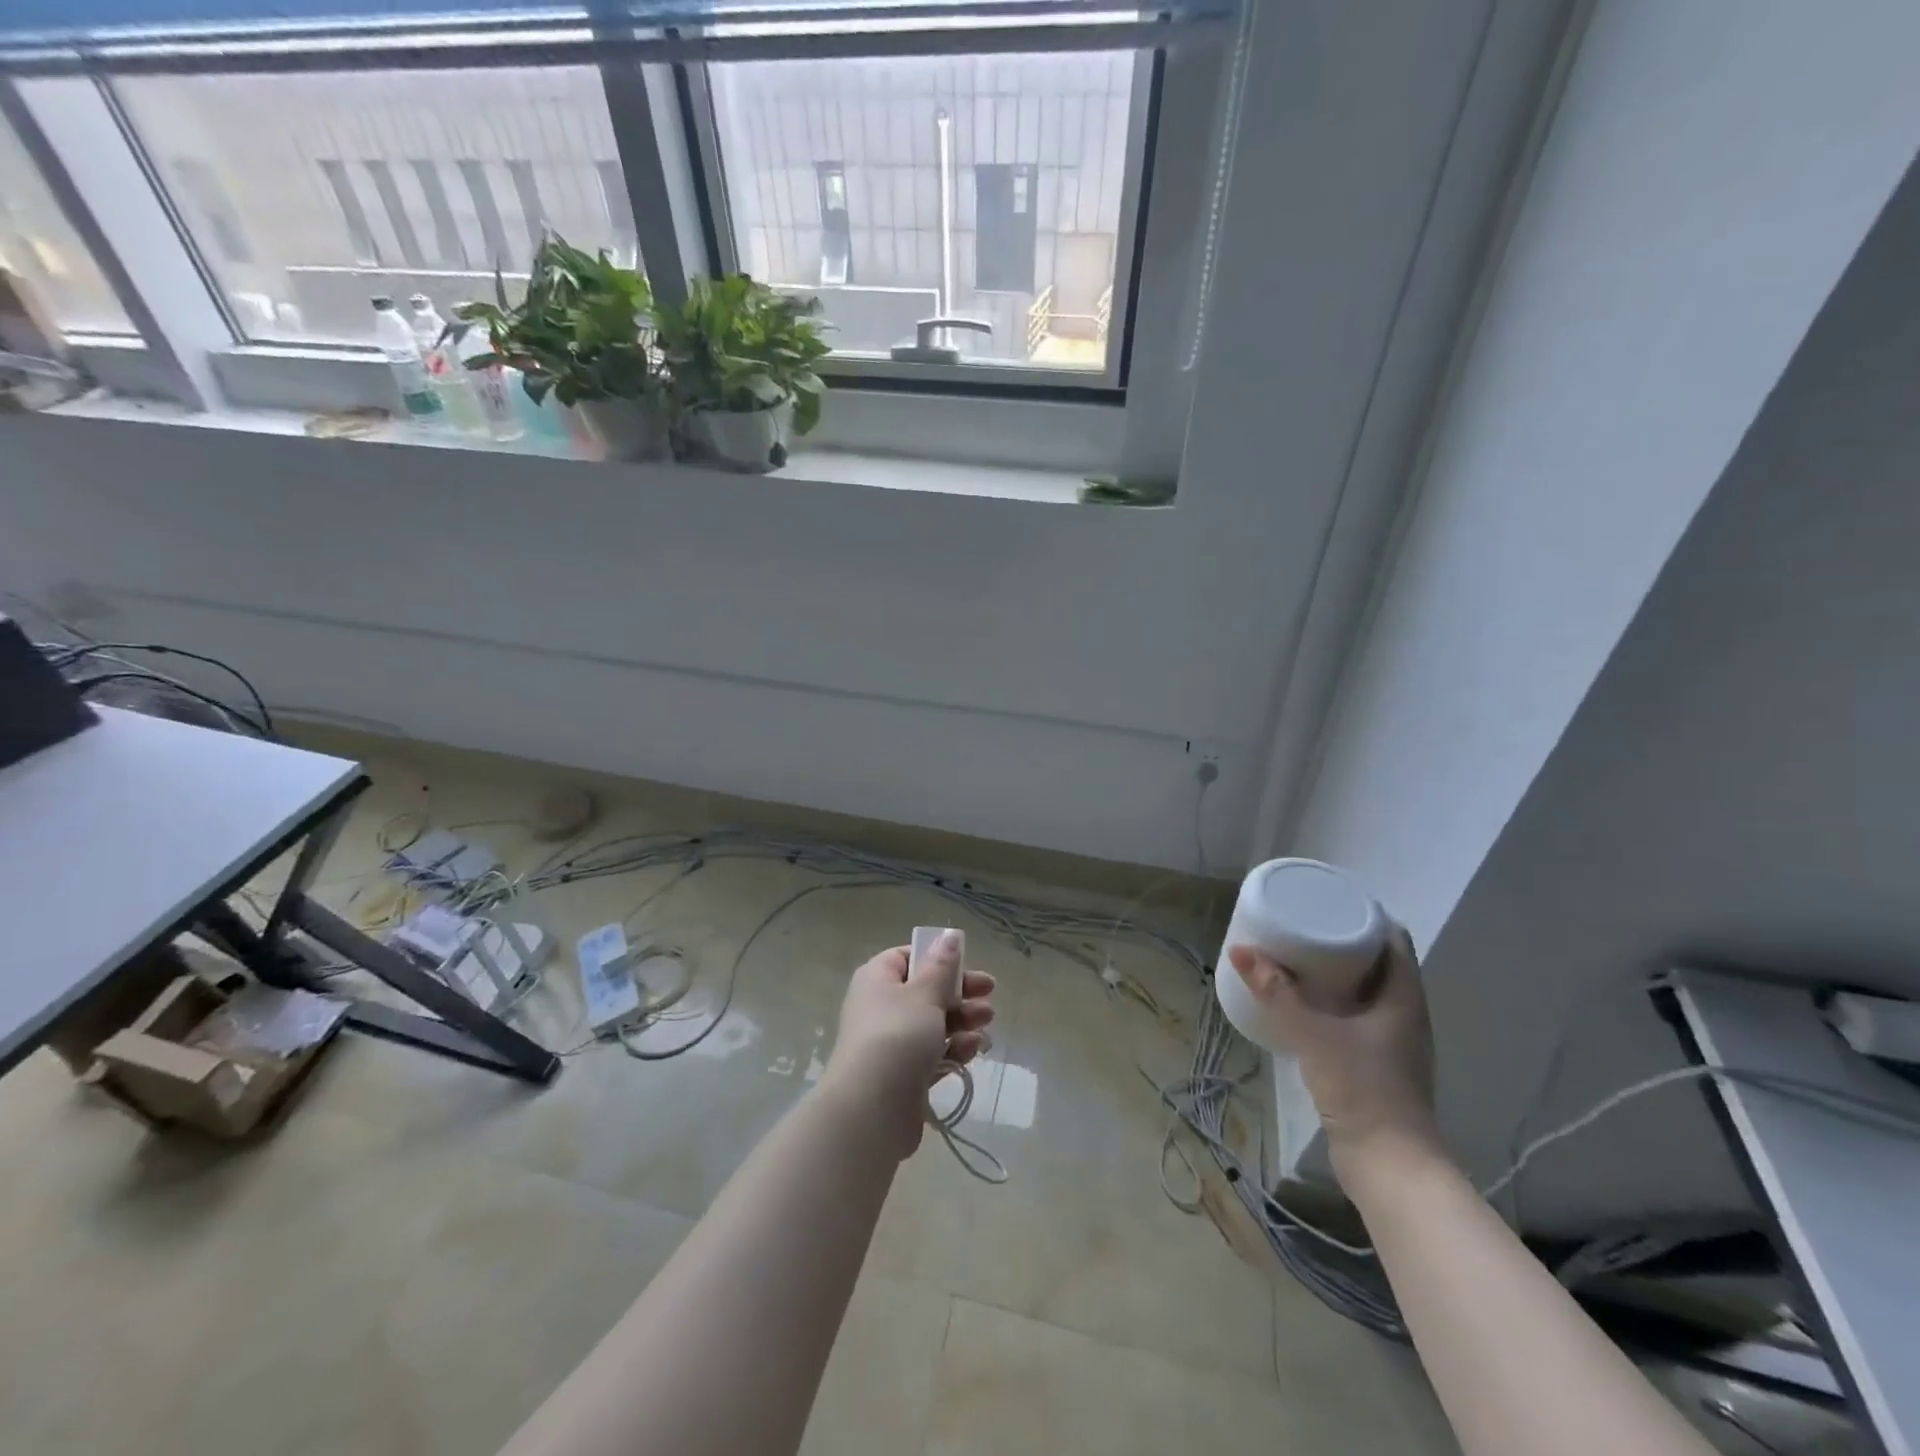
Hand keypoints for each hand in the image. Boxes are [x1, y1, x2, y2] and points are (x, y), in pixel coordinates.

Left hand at [822, 932, 995, 1159]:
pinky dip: (954, 1049)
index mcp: (877, 979)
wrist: (871, 1109)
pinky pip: (933, 1053)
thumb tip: (949, 935)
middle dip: (960, 993)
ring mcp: (891, 1043)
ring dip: (962, 1021)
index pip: (907, 958)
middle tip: (989, 995)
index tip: (965, 966)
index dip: (937, 960)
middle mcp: (881, 1007)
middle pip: (925, 991)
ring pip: (933, 1024)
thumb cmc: (898, 1036)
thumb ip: (942, 967)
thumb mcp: (925, 994)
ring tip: (986, 1024)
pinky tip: (975, 1049)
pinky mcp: (903, 1074)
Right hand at [1226, 925, 1446, 1183]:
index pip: (1394, 941)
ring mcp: (1393, 1045)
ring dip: (1338, 975)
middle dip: (1345, 942)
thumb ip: (1277, 993)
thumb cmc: (1363, 1089)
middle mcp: (1405, 1016)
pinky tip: (1304, 1007)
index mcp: (1403, 999)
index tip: (1331, 900)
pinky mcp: (1376, 1068)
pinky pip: (1355, 1020)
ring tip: (1298, 958)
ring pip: (1367, 994)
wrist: (1390, 1167)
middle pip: (1379, 965)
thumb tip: (1240, 950)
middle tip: (1305, 924)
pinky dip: (1333, 1004)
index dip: (1368, 916)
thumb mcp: (1313, 1034)